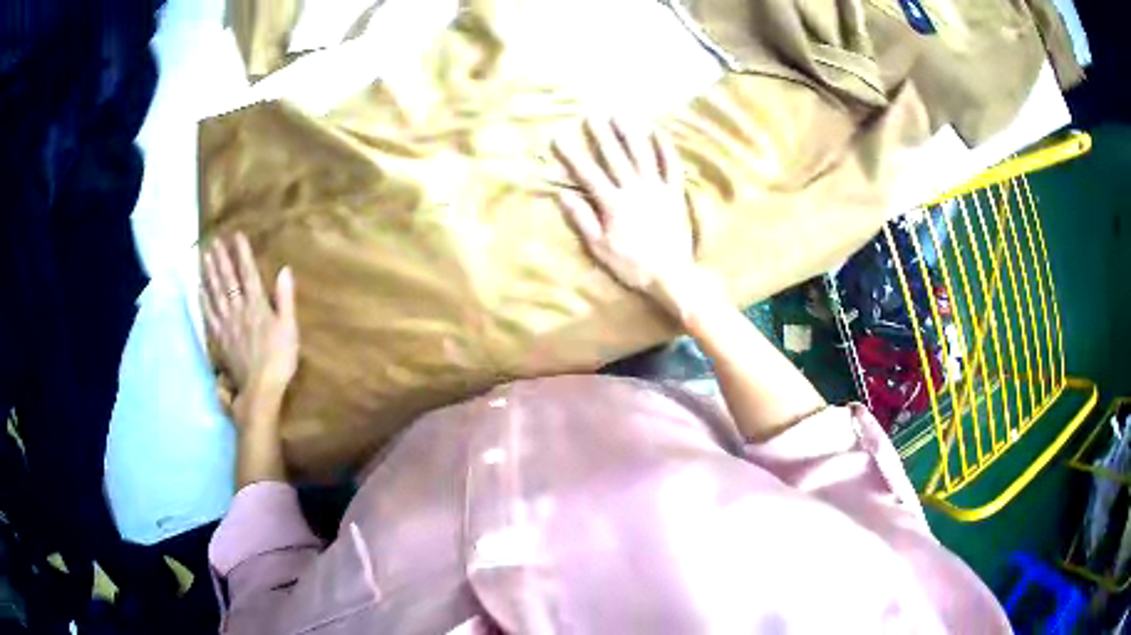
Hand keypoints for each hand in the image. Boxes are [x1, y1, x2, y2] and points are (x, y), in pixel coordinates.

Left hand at [201, 233, 298, 424]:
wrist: (260, 389)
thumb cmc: (280, 359)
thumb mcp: (290, 328)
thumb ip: (285, 298)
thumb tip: (285, 269)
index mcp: (257, 305)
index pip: (248, 273)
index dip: (242, 253)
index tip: (236, 236)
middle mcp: (239, 310)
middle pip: (227, 280)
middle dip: (221, 260)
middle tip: (214, 242)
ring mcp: (226, 324)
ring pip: (215, 294)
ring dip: (209, 274)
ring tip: (204, 257)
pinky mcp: (219, 339)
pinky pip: (208, 315)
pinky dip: (203, 300)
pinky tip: (199, 289)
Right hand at [552, 118, 694, 310]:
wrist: (671, 276)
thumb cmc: (631, 265)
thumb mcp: (599, 248)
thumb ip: (581, 220)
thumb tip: (561, 195)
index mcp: (613, 204)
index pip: (587, 174)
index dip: (571, 155)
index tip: (559, 137)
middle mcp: (634, 190)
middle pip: (615, 157)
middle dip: (601, 135)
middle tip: (590, 115)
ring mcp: (657, 189)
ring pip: (642, 155)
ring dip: (630, 133)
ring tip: (620, 115)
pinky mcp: (675, 194)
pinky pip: (671, 166)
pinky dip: (664, 148)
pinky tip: (657, 132)